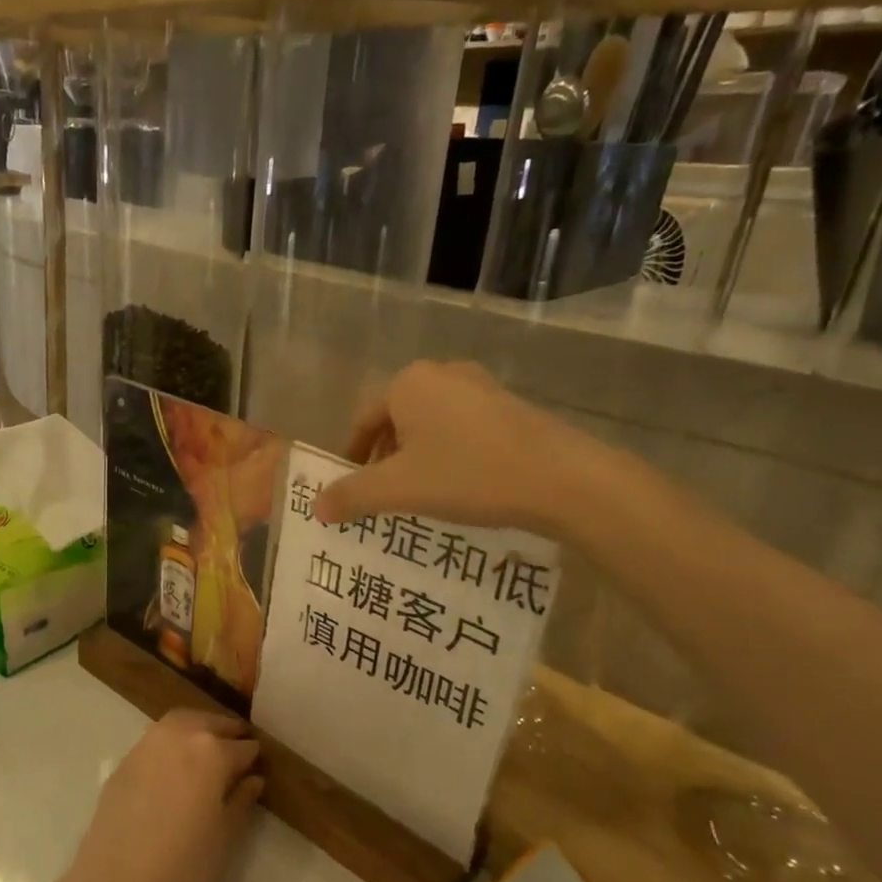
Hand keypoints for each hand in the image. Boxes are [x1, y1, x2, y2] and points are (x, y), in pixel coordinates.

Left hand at [65, 710, 263, 881]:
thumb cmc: (186, 866)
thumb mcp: (225, 836)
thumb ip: (241, 800)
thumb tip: (253, 779)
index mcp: (212, 751)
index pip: (242, 747)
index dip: (253, 756)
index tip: (258, 764)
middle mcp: (179, 736)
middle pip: (208, 723)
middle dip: (225, 731)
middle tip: (236, 746)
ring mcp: (147, 745)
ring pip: (179, 723)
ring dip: (196, 728)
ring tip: (206, 750)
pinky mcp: (124, 761)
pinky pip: (155, 741)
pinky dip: (171, 743)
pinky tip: (174, 766)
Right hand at [313, 361, 615, 535]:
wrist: (564, 479)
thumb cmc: (469, 474)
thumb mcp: (399, 490)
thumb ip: (352, 496)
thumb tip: (317, 506)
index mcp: (408, 384)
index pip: (363, 421)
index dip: (352, 457)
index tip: (351, 489)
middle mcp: (442, 374)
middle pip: (396, 420)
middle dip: (384, 458)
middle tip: (382, 495)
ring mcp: (481, 386)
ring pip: (430, 424)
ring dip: (416, 457)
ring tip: (419, 494)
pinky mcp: (510, 406)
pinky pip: (462, 428)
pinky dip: (448, 453)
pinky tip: (460, 485)